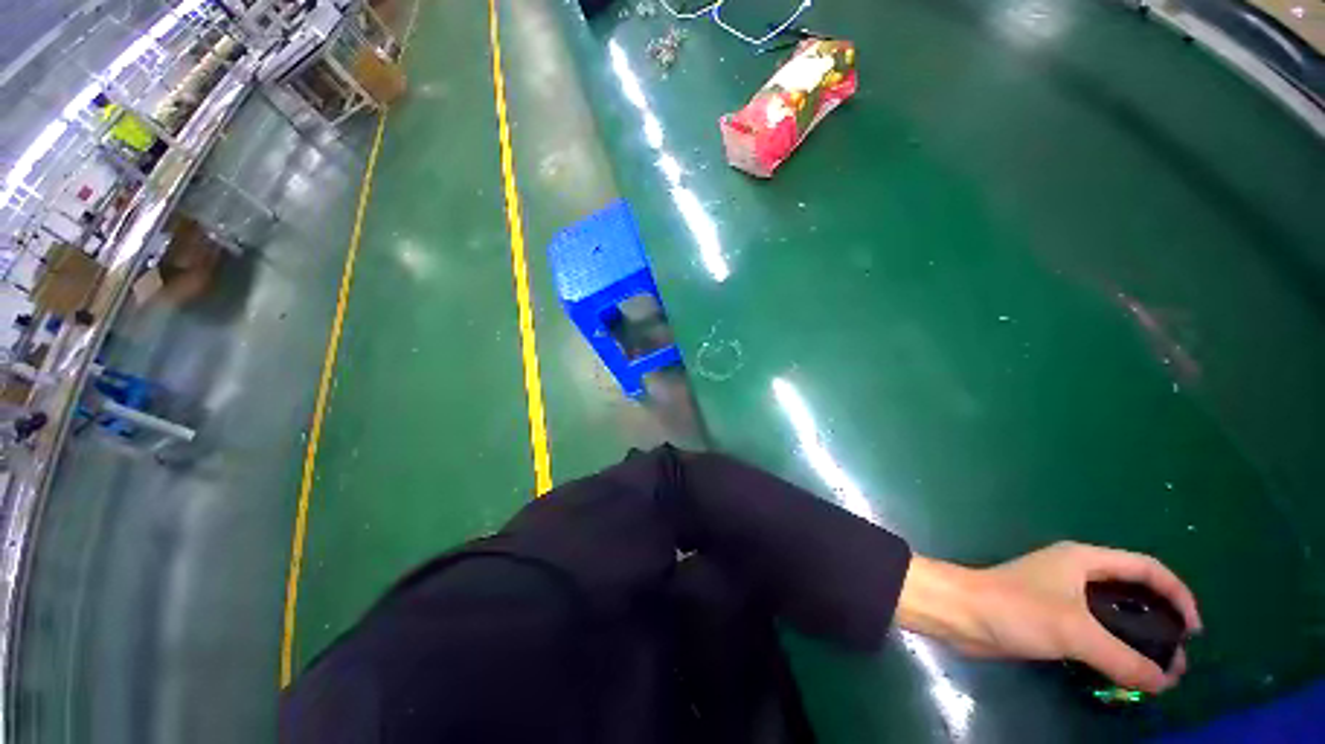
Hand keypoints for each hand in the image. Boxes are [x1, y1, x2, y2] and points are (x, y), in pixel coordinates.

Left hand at [897, 542, 1201, 692]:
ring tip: (1158, 673)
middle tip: (1177, 660)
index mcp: (1084, 560)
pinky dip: (1114, 650)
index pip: (1146, 568)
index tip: (1195, 631)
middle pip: (1133, 593)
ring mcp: (1062, 596)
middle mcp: (1076, 573)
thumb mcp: (1075, 632)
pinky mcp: (1050, 618)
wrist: (960, 613)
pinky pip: (1094, 632)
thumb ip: (1123, 658)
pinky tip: (1124, 673)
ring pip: (1114, 615)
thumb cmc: (1016, 610)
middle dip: (1160, 623)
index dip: (1178, 594)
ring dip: (1138, 640)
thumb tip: (1166, 682)